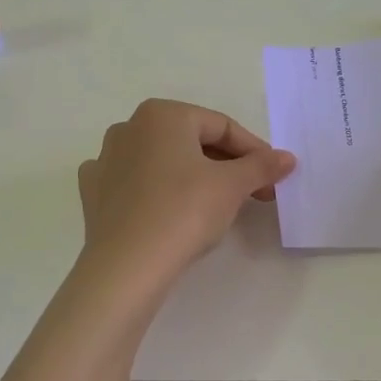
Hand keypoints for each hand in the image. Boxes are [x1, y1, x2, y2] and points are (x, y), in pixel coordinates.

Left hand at [76, 99, 295, 286]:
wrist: (127, 266)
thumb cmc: (184, 212)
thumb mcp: (231, 186)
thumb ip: (261, 166)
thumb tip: (287, 158)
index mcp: (162, 114)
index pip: (221, 126)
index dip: (254, 151)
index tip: (274, 177)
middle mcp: (129, 127)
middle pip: (190, 141)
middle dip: (226, 165)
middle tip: (254, 193)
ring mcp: (105, 159)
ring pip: (161, 161)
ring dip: (191, 176)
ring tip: (216, 205)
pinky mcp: (93, 192)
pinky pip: (133, 183)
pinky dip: (154, 191)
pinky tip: (166, 209)